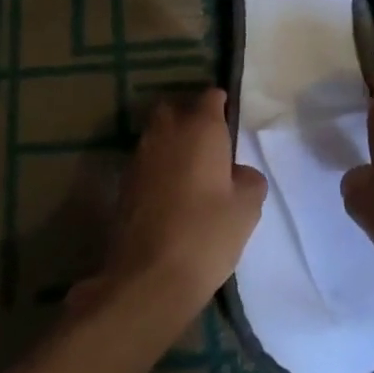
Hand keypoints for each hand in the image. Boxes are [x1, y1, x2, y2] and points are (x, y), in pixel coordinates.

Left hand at [75, 88, 266, 316]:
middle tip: (209, 143)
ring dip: (172, 141)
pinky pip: (147, 159)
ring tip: (191, 169)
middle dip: (190, 117)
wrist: (149, 275)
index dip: (222, 105)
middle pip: (176, 108)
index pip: (211, 97)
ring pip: (157, 132)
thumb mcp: (247, 208)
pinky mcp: (125, 180)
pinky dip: (158, 165)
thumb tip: (239, 172)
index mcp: (200, 127)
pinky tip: (172, 191)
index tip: (231, 120)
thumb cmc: (206, 234)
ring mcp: (141, 154)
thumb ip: (248, 179)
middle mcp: (166, 130)